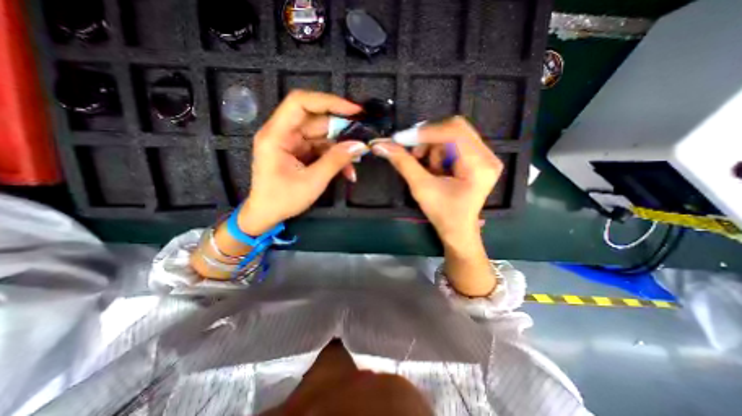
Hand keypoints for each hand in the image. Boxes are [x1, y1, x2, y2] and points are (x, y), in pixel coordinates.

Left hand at [237, 89, 367, 233]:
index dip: (328, 102)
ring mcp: (292, 143)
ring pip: (322, 136)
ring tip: (357, 159)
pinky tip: (348, 170)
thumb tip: (359, 145)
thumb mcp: (313, 181)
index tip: (353, 110)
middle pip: (316, 120)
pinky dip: (335, 157)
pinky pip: (321, 148)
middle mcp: (283, 133)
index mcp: (276, 135)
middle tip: (362, 137)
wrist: (266, 215)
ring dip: (340, 147)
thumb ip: (336, 160)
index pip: (300, 103)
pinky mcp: (299, 152)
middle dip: (341, 129)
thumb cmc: (283, 199)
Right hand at [371, 116, 504, 295]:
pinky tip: (435, 168)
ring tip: (428, 169)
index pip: (454, 132)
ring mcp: (485, 156)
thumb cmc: (442, 213)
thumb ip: (403, 163)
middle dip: (429, 140)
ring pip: (452, 135)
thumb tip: (380, 145)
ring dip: (434, 148)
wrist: (457, 229)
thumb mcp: (421, 188)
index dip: (425, 132)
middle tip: (415, 155)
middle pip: (455, 128)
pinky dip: (439, 152)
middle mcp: (488, 155)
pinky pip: (455, 143)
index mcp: (479, 165)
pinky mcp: (478, 158)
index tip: (400, 139)